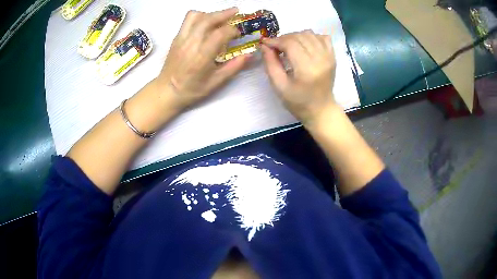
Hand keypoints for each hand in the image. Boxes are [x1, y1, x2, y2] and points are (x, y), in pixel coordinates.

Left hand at [154, 7, 250, 110]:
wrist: (166, 91)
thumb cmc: (191, 89)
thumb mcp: (215, 82)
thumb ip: (234, 67)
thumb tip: (250, 54)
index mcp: (202, 56)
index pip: (220, 33)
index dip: (233, 30)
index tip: (239, 34)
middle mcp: (191, 43)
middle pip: (208, 19)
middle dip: (224, 13)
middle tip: (236, 11)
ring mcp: (181, 39)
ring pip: (195, 16)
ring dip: (210, 13)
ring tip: (219, 17)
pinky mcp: (176, 38)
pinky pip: (187, 20)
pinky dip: (199, 17)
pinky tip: (205, 23)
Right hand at [261, 30, 337, 125]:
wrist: (321, 110)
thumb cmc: (298, 102)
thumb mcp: (279, 86)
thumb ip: (270, 64)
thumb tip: (264, 45)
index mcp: (307, 68)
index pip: (290, 44)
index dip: (276, 41)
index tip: (265, 43)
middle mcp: (320, 59)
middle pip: (299, 36)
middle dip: (284, 38)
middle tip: (275, 47)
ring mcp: (329, 56)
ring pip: (310, 34)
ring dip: (296, 36)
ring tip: (288, 46)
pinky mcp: (333, 56)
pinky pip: (323, 37)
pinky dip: (311, 37)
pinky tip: (304, 45)